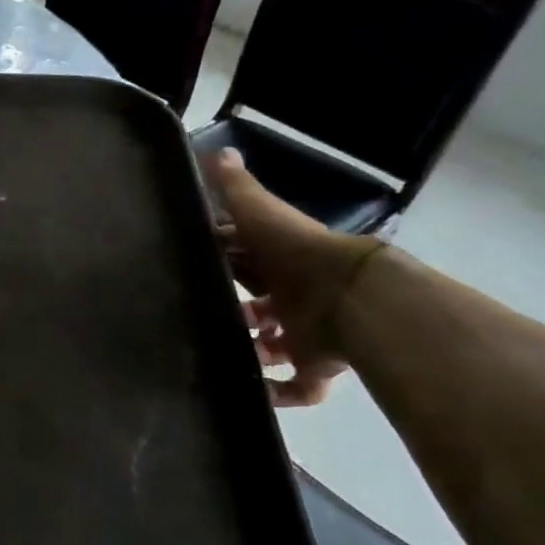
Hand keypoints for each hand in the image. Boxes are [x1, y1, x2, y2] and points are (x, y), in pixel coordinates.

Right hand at [205, 148, 380, 406]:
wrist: (351, 297)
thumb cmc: (296, 252)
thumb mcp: (259, 212)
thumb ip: (236, 188)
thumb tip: (217, 150)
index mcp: (279, 259)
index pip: (246, 259)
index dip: (223, 261)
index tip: (194, 266)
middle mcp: (292, 295)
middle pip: (259, 304)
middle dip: (235, 309)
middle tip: (201, 314)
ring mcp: (305, 332)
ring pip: (274, 344)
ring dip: (251, 349)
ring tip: (218, 353)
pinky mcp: (316, 365)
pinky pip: (298, 386)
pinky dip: (280, 394)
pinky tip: (255, 393)